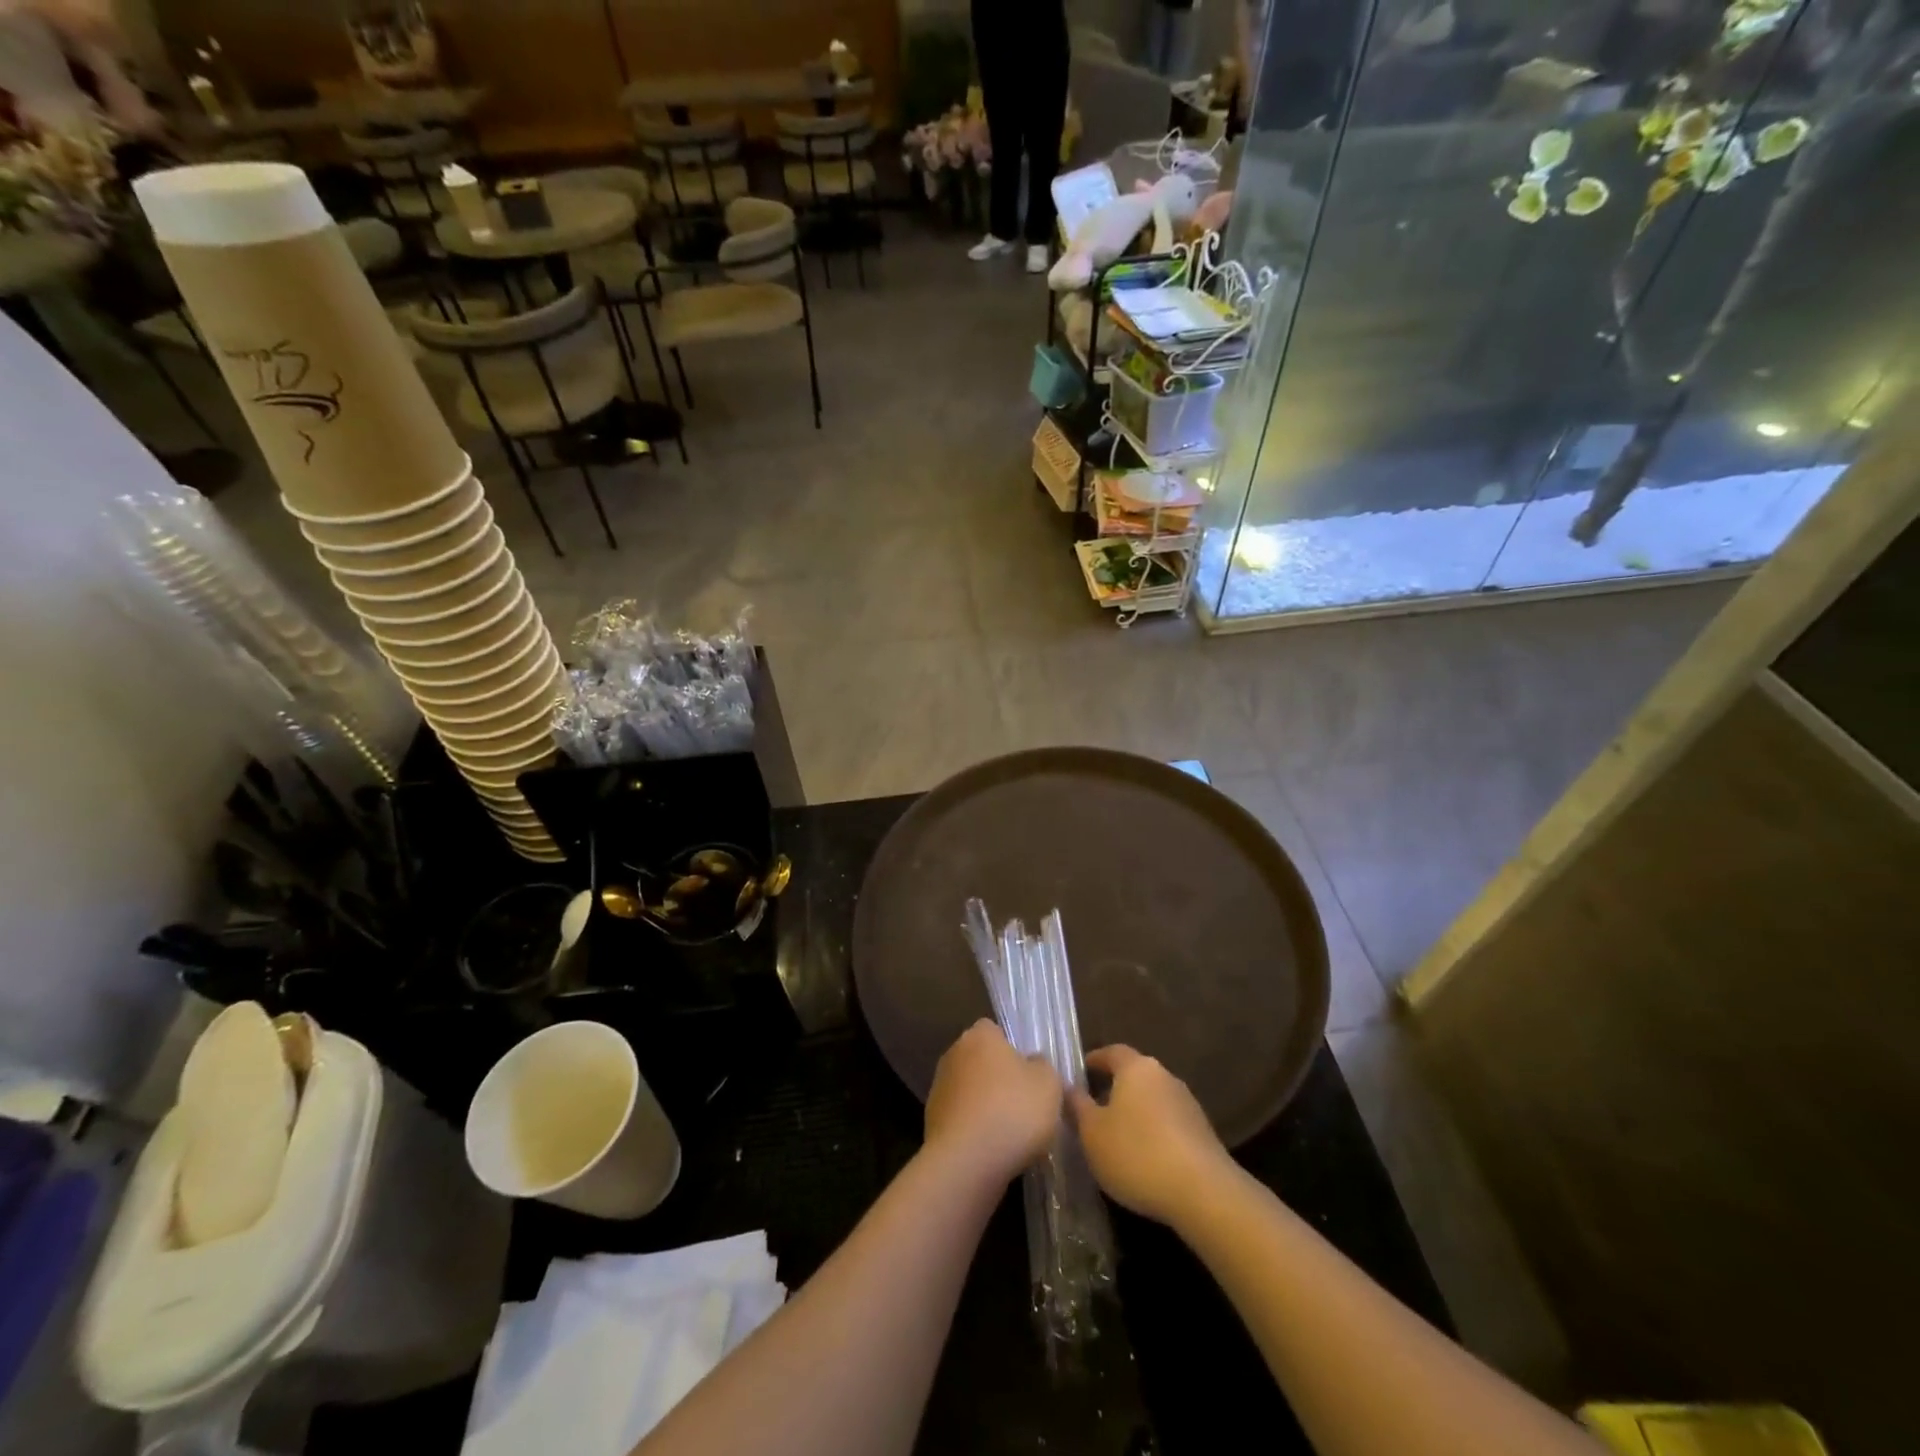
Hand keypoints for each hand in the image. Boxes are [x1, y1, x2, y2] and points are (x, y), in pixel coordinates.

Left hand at [924, 1020, 1061, 1184]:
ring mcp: (939, 1086)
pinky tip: (991, 1149)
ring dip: (985, 1105)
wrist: (967, 1162)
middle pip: (982, 1060)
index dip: (1013, 1050)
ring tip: (1009, 1133)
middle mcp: (954, 1053)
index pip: (995, 1031)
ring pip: (971, 1090)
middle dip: (999, 1078)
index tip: (1028, 1074)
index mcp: (980, 1035)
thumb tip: (1031, 1063)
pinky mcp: (931, 1119)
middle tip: (1023, 1104)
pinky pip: (961, 1117)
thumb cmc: (1013, 1111)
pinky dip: (974, 1128)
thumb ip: (1042, 1066)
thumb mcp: (1048, 1083)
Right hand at [1070, 1045, 1235, 1225]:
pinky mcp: (1202, 1133)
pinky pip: (1168, 1123)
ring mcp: (1187, 1104)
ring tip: (1115, 1137)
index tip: (1080, 1072)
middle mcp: (1164, 1076)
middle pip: (1134, 1075)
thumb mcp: (1092, 1133)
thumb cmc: (1137, 1153)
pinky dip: (1153, 1132)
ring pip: (1152, 1100)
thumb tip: (1068, 1087)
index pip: (1112, 1052)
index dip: (1094, 1060)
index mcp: (1136, 1068)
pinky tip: (1143, 1157)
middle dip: (1113, 1088)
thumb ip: (1077, 1106)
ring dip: (1135, 1112)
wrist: (1204, 1193)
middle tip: (1092, 1108)